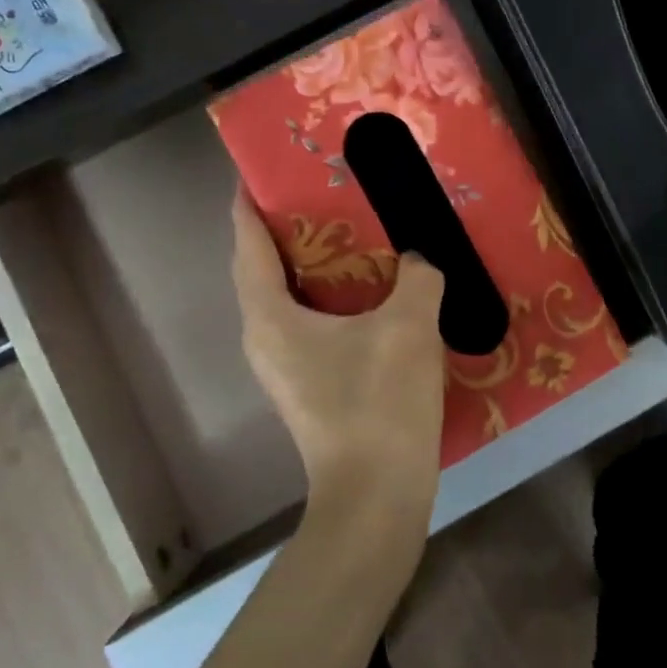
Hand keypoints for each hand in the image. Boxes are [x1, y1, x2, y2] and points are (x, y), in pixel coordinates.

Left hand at [230, 191, 446, 536]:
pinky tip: (370, 290)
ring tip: (346, 232)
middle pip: (263, 269)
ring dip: (309, 264)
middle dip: (283, 229)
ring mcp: (284, 367)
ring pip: (288, 299)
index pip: (248, 244)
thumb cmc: (379, 403)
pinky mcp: (309, 386)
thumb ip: (416, 277)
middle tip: (318, 192)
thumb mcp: (408, 326)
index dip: (248, 204)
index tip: (257, 170)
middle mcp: (265, 337)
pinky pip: (310, 323)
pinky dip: (329, 297)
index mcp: (270, 316)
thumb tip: (417, 261)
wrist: (378, 497)